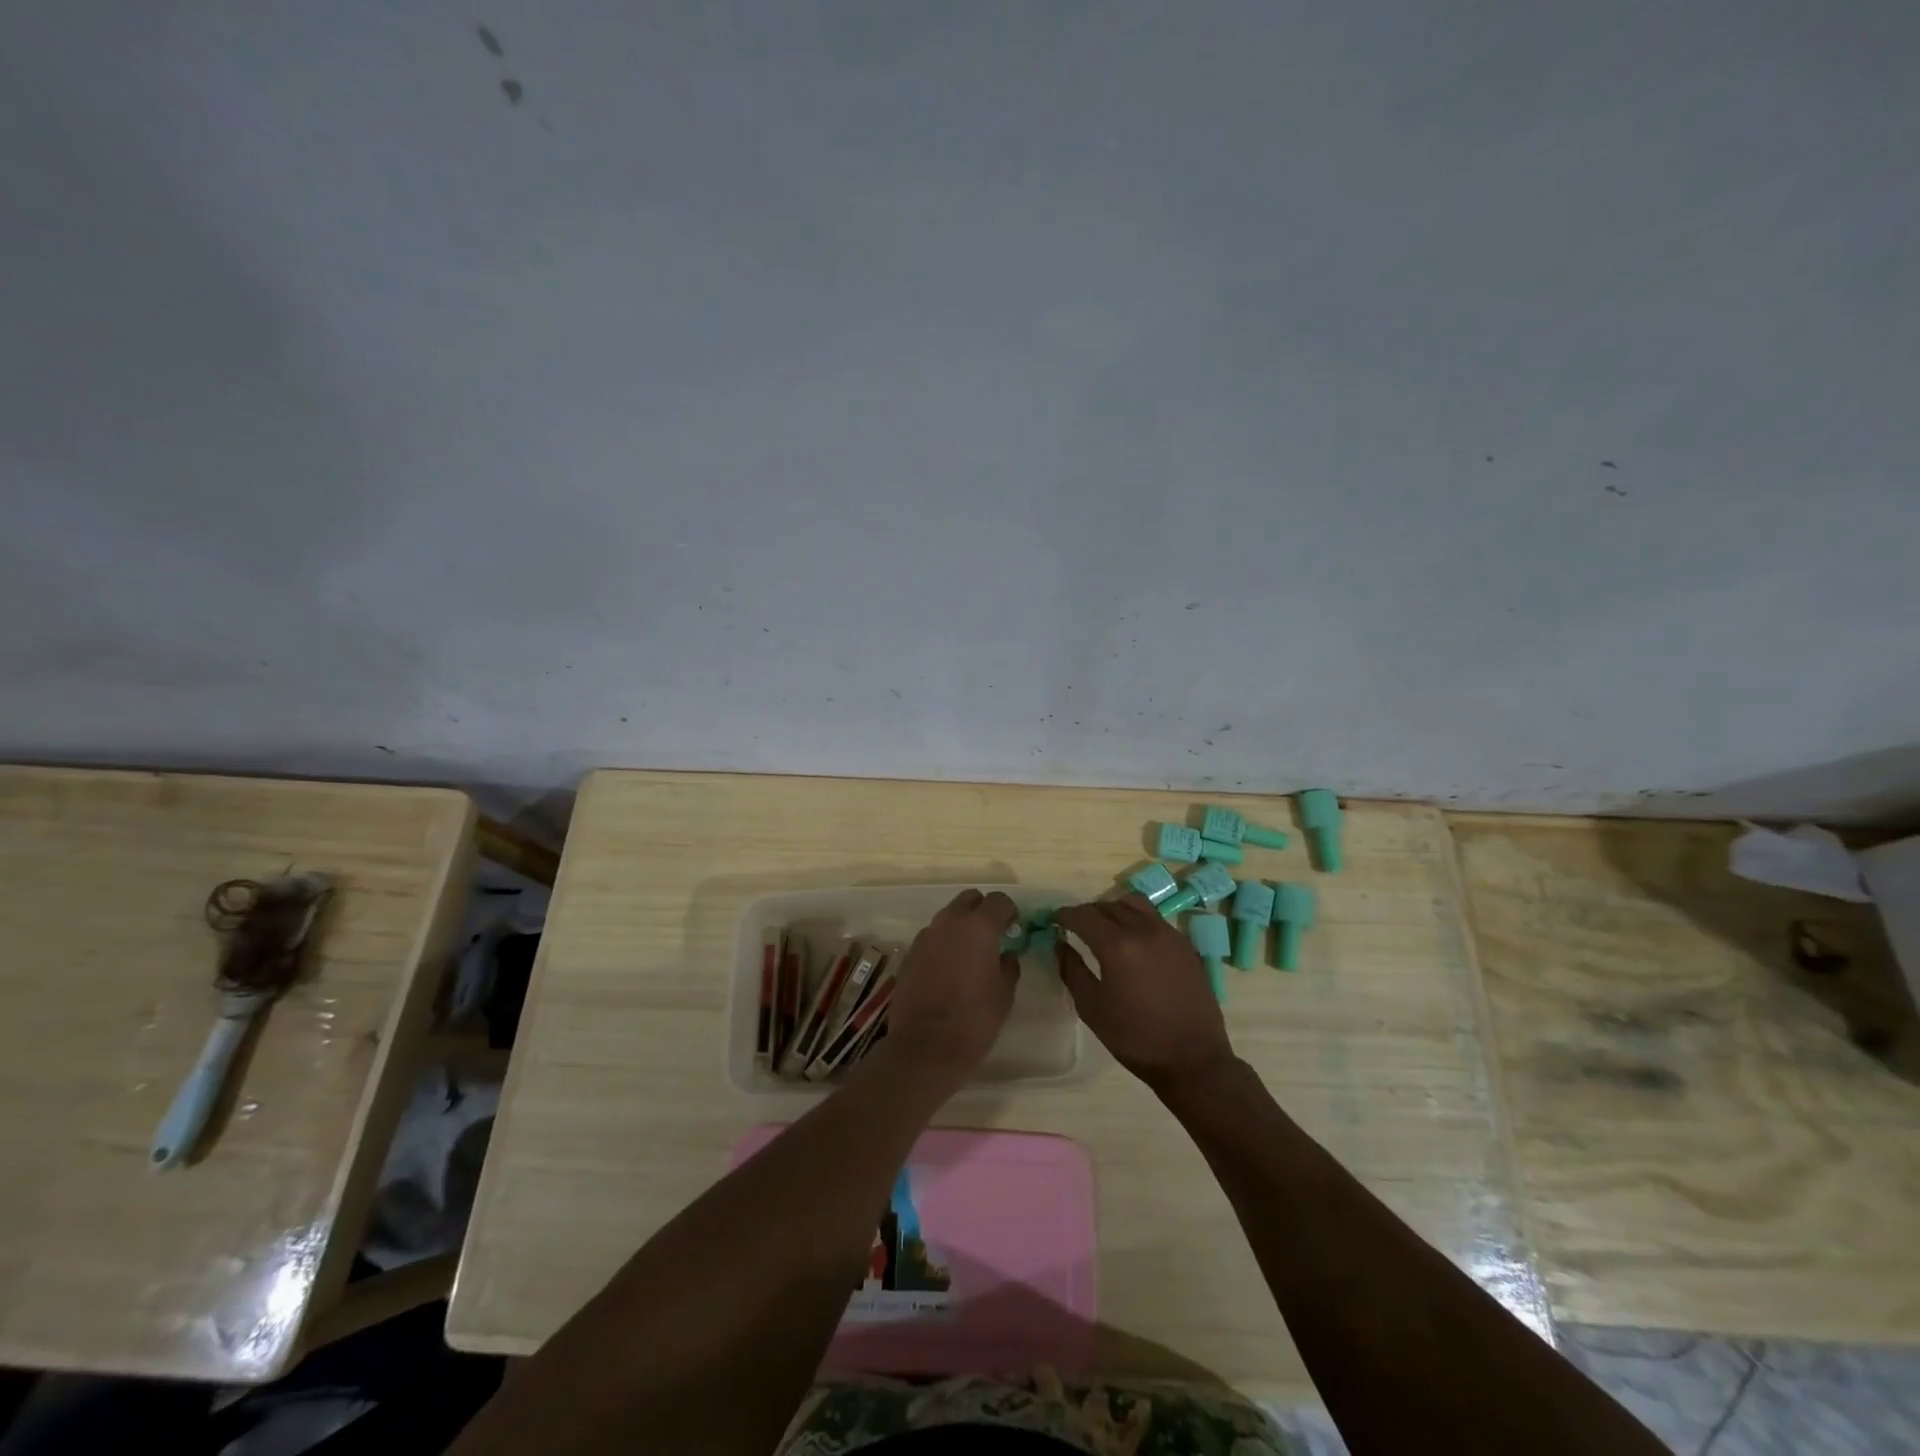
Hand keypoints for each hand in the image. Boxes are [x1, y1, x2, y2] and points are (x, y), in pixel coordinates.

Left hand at [884, 889, 1020, 1084]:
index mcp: (979, 927)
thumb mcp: (1004, 994)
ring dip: (960, 927)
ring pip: (948, 917)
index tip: (1014, 928)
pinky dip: (943, 944)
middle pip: (969, 899)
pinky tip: (947, 969)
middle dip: (982, 910)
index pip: (999, 900)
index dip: (1009, 911)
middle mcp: (950, 922)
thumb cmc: (974, 1019)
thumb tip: (1007, 955)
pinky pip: (932, 937)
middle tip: (992, 935)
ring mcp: (926, 935)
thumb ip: (1009, 966)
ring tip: (969, 955)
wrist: (925, 1045)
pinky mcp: (910, 953)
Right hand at [1054, 894, 1235, 1093]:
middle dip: (1087, 912)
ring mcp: (1168, 934)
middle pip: (1108, 905)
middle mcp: (1143, 930)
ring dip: (1114, 909)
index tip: (1054, 920)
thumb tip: (1059, 944)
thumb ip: (1072, 970)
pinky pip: (1155, 918)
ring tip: (1106, 927)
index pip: (1084, 915)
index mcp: (1117, 945)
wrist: (1192, 1059)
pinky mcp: (1185, 944)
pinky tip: (1133, 941)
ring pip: (1134, 904)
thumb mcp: (1092, 1008)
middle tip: (1075, 927)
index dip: (1065, 915)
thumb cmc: (1135, 1037)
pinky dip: (1137, 919)